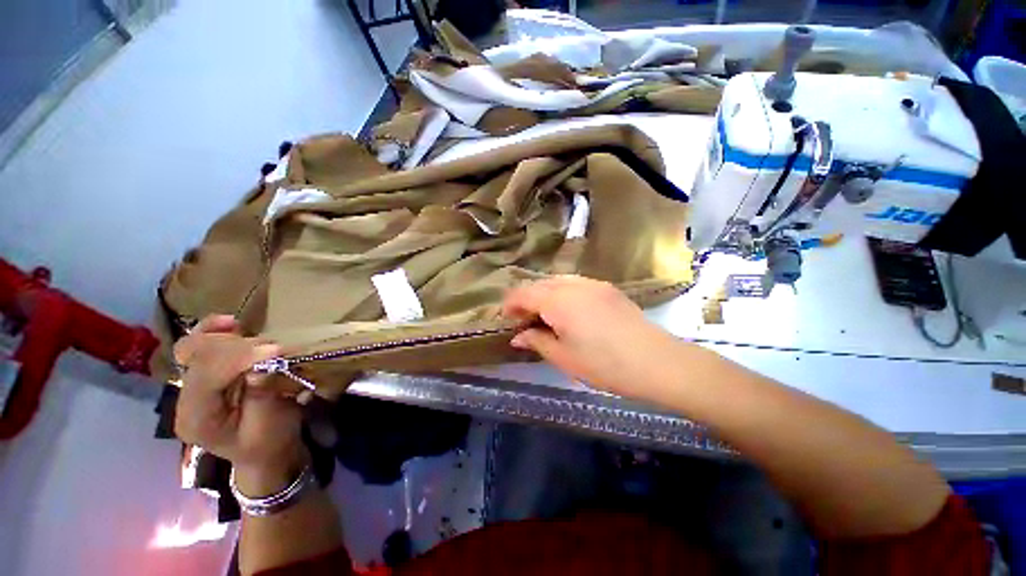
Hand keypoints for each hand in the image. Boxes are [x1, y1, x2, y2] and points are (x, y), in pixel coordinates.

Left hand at [174, 315, 306, 493]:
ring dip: (235, 341)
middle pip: (200, 356)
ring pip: (199, 346)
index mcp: (196, 418)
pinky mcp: (204, 374)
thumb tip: (261, 366)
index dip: (240, 358)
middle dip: (240, 348)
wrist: (263, 452)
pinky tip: (231, 323)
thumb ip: (262, 395)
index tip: (276, 351)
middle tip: (276, 351)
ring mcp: (191, 385)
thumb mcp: (270, 425)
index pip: (207, 375)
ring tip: (266, 350)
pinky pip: (200, 344)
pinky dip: (215, 331)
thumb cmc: (269, 443)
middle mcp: (185, 398)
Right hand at [502, 276, 681, 397]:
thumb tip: (518, 336)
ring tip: (544, 316)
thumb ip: (537, 341)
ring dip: (545, 295)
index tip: (506, 320)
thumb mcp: (563, 357)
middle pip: (539, 284)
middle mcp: (572, 284)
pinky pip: (575, 283)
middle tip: (524, 322)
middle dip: (526, 300)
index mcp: (557, 300)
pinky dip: (563, 293)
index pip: (523, 293)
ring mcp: (592, 283)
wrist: (656, 361)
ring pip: (557, 281)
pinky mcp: (607, 288)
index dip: (510, 305)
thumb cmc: (604, 364)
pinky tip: (568, 311)